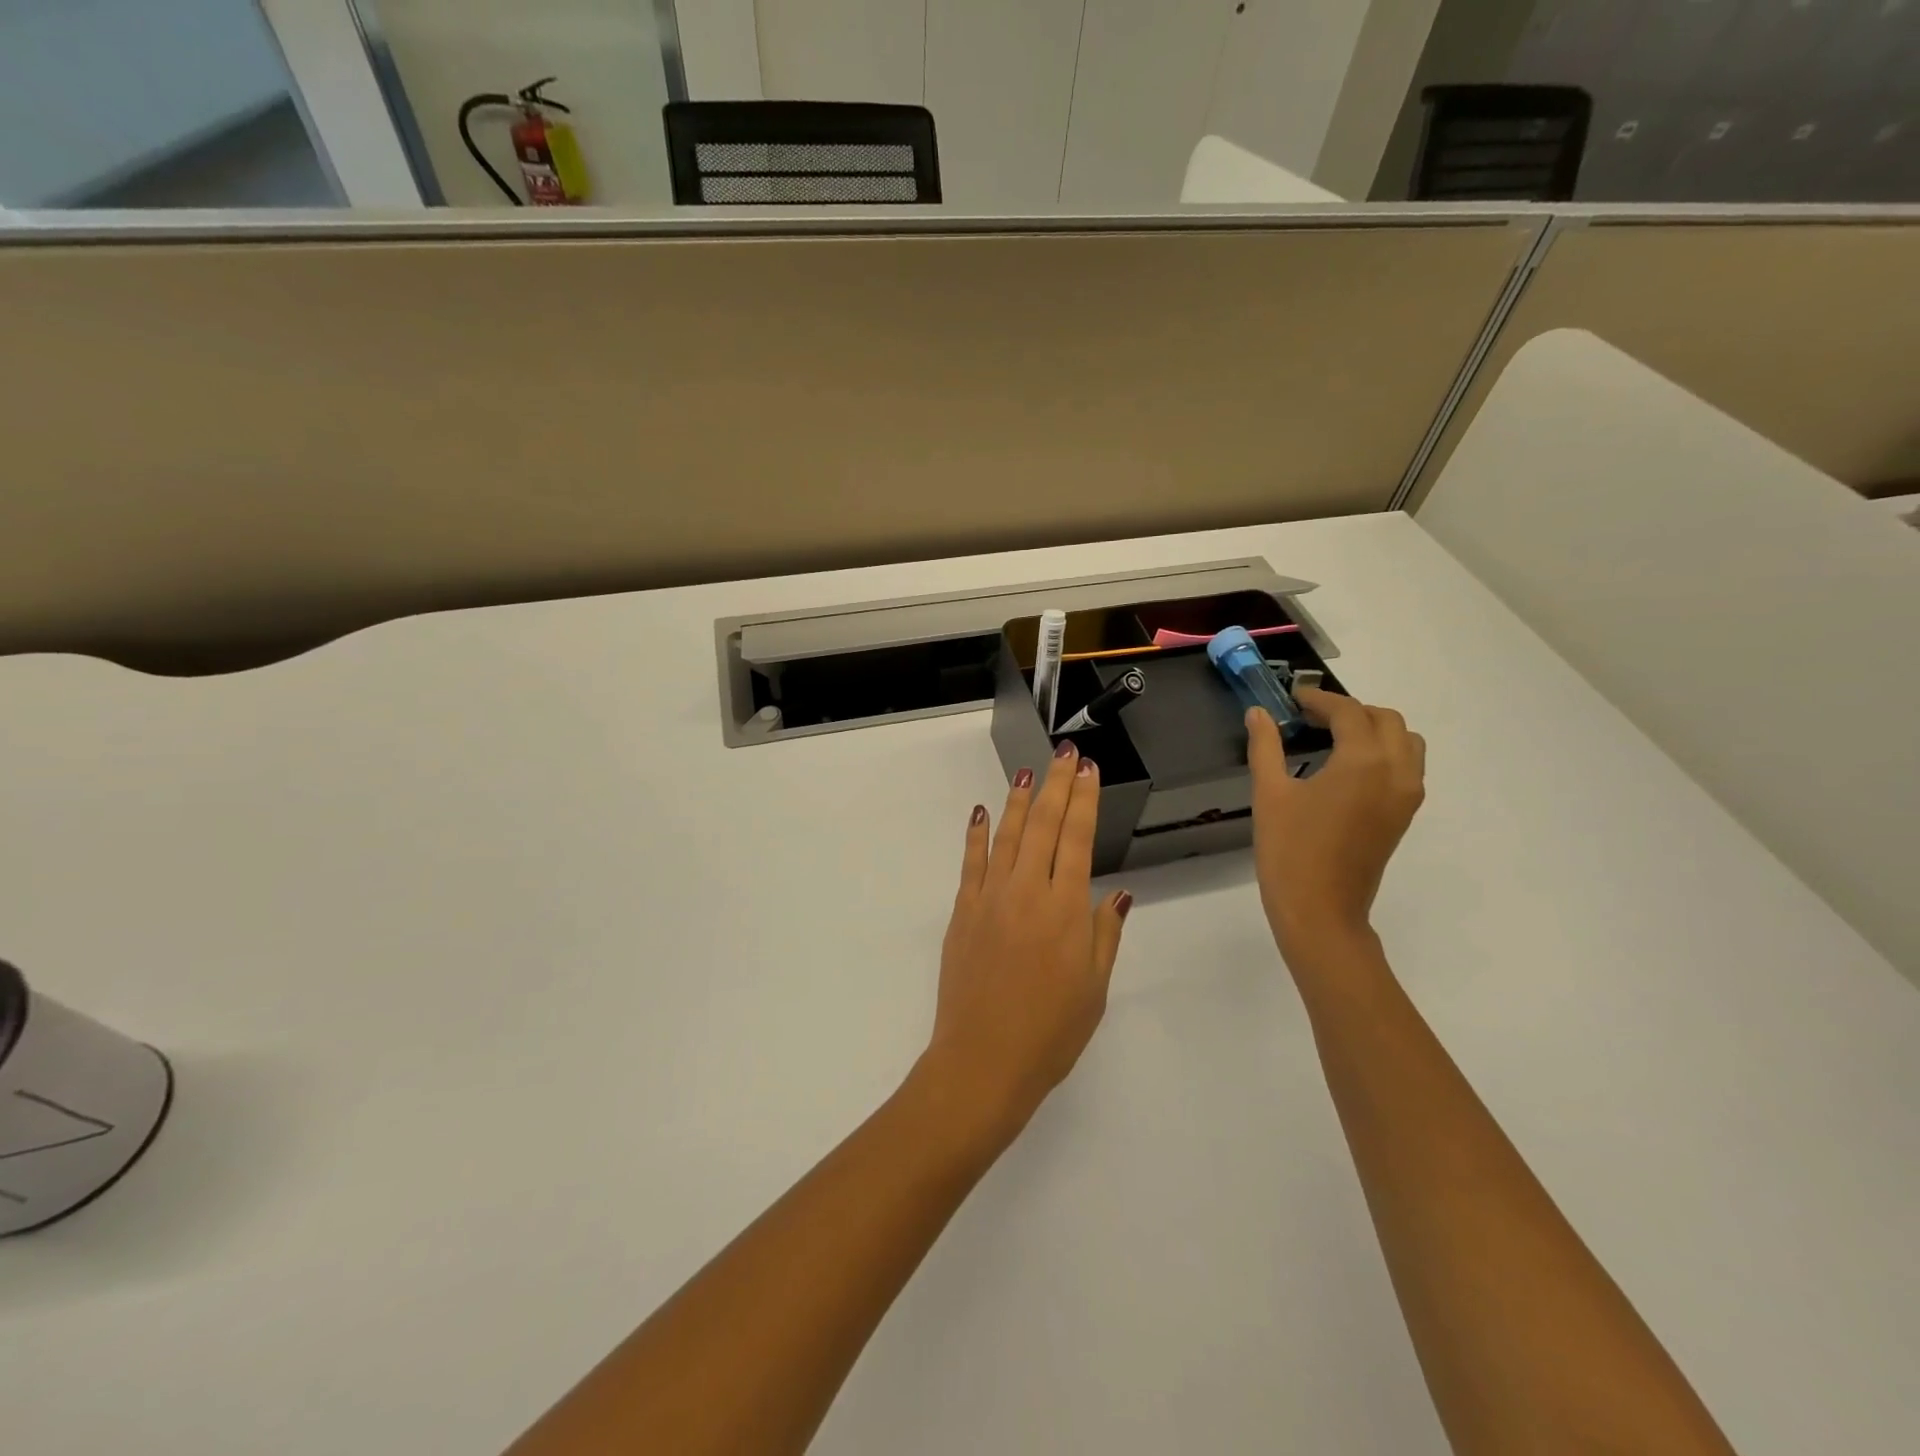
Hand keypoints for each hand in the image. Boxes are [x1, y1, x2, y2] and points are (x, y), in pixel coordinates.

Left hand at [922, 741, 1131, 1149]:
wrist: (983, 1060)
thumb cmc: (1050, 1032)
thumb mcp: (1094, 988)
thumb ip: (1104, 933)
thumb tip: (1116, 892)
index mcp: (1066, 909)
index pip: (1078, 838)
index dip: (1085, 800)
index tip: (1089, 771)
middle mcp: (1027, 891)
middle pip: (1045, 825)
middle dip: (1057, 785)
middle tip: (1065, 754)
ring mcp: (990, 897)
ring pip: (1008, 835)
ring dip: (1019, 799)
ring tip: (1029, 772)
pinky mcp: (962, 910)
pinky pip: (971, 862)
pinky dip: (976, 834)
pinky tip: (980, 812)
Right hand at [1246, 687, 1424, 961]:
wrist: (1320, 910)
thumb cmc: (1289, 850)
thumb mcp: (1269, 793)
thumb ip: (1265, 746)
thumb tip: (1258, 713)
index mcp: (1363, 761)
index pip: (1348, 712)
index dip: (1319, 699)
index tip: (1292, 698)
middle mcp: (1396, 770)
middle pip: (1385, 719)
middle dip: (1349, 710)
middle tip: (1310, 717)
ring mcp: (1406, 794)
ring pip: (1405, 741)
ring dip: (1373, 728)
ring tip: (1333, 737)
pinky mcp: (1405, 814)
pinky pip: (1407, 765)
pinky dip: (1383, 751)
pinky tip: (1346, 766)